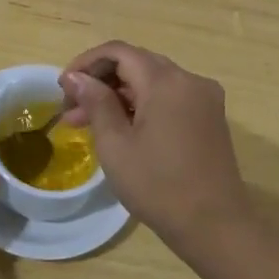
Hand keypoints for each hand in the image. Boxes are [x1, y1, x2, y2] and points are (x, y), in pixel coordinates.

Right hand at [59, 41, 246, 238]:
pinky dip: (141, 106)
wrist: (216, 227)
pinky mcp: (209, 118)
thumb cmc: (158, 186)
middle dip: (100, 81)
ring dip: (119, 95)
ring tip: (86, 123)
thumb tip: (75, 76)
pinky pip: (169, 98)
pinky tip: (120, 129)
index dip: (86, 63)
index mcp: (166, 81)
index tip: (63, 87)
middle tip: (71, 109)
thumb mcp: (116, 144)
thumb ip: (95, 102)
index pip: (118, 52)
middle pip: (136, 63)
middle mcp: (189, 80)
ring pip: (152, 82)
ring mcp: (204, 98)